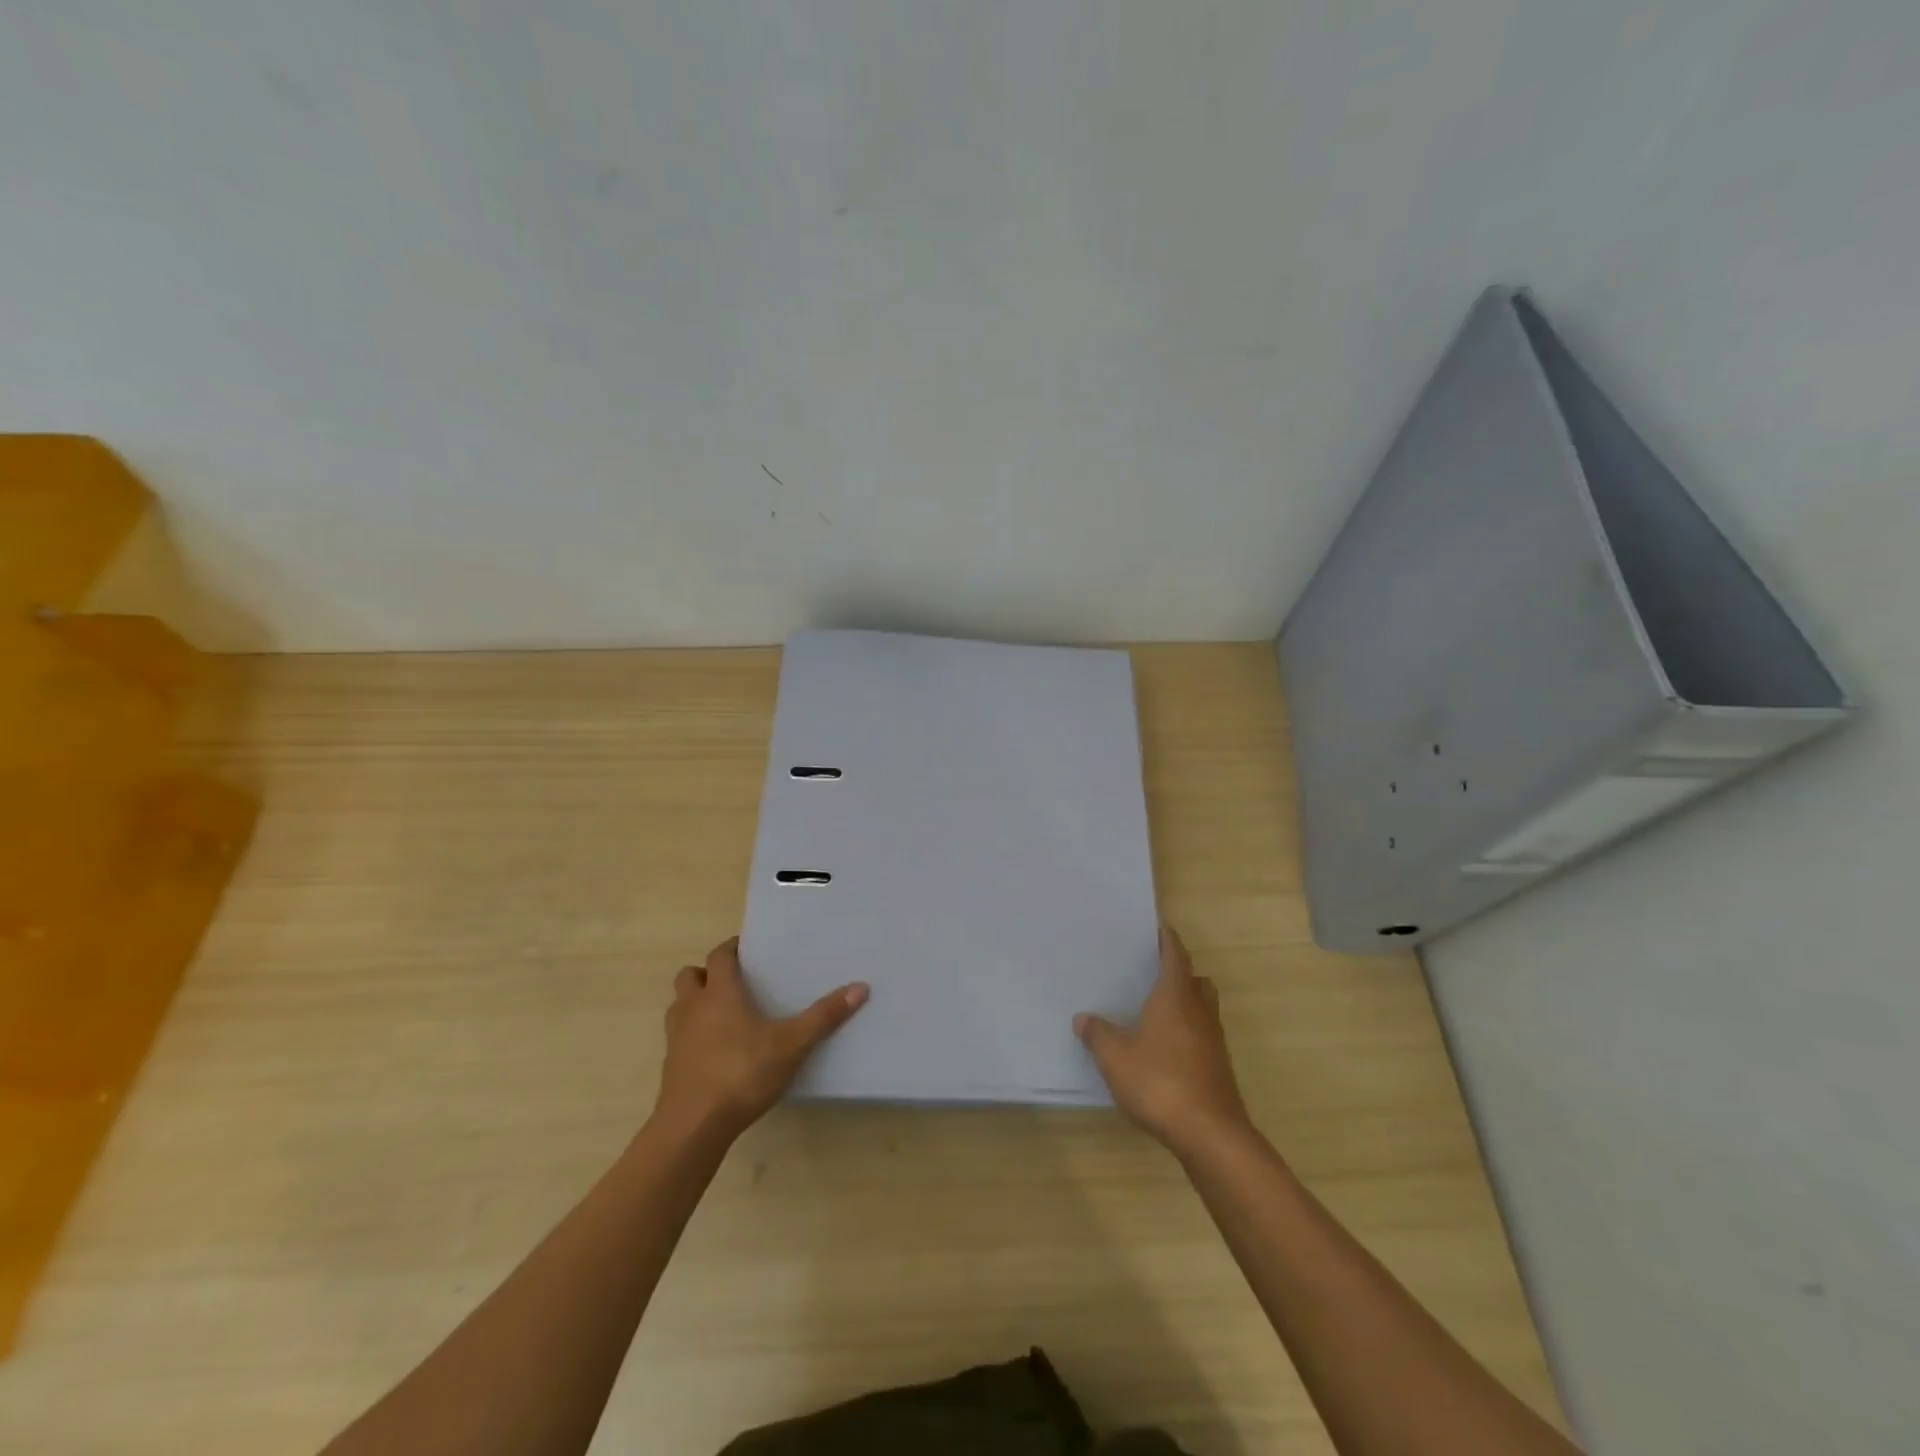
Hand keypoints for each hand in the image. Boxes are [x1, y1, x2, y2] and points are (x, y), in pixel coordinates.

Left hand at [653, 937, 868, 1142]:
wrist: (693, 1127)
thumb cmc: (742, 1073)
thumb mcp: (792, 1045)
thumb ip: (824, 1016)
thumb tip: (860, 987)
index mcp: (720, 993)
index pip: (719, 955)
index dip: (732, 948)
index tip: (749, 950)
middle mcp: (693, 1007)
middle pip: (690, 975)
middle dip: (708, 973)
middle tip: (735, 981)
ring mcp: (676, 1037)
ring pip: (680, 1004)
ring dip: (696, 1002)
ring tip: (724, 1013)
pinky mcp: (671, 1066)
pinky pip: (679, 1036)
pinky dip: (693, 1034)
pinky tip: (717, 1051)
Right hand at [1076, 926, 1249, 1155]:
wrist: (1210, 1134)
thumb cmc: (1160, 1083)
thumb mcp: (1115, 1057)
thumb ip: (1098, 1035)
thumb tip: (1083, 1018)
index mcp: (1175, 997)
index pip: (1175, 956)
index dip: (1168, 941)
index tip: (1159, 928)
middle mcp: (1199, 1012)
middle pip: (1196, 980)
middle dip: (1180, 971)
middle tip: (1155, 971)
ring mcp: (1213, 1041)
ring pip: (1204, 1008)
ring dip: (1188, 1001)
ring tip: (1159, 1009)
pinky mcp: (1219, 1067)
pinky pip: (1204, 1034)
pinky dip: (1189, 1031)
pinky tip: (1168, 1048)